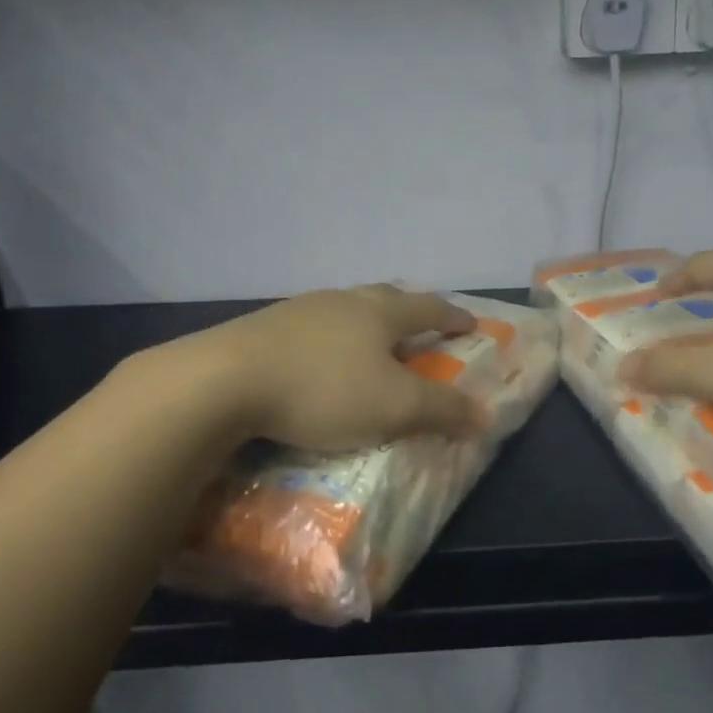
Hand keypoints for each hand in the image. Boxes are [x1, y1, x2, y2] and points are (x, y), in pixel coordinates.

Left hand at [202, 284, 489, 450]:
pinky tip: (319, 357)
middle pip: (385, 297)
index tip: (470, 324)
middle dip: (408, 310)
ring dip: (365, 321)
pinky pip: (313, 326)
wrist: (225, 380)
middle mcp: (343, 301)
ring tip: (369, 340)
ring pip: (346, 308)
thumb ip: (442, 410)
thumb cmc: (324, 389)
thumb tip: (486, 415)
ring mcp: (300, 310)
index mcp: (379, 313)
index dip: (452, 317)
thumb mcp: (394, 407)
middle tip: (420, 324)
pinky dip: (330, 338)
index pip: (428, 309)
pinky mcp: (265, 327)